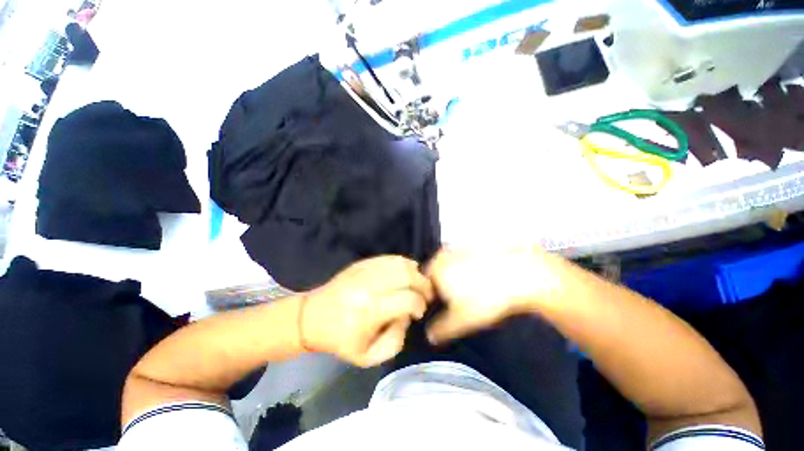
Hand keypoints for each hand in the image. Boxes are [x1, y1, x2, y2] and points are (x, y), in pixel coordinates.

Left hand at [301, 256, 434, 366]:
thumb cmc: (339, 340)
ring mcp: (364, 271)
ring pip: (399, 263)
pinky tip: (405, 272)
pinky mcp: (361, 263)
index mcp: (370, 310)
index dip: (420, 304)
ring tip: (417, 282)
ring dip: (414, 272)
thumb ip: (395, 341)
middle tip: (425, 294)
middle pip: (407, 275)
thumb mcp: (368, 356)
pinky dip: (402, 263)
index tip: (419, 311)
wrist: (311, 317)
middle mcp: (369, 286)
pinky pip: (388, 258)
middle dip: (423, 284)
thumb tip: (406, 317)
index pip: (408, 299)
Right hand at [425, 247, 562, 343]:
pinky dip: (469, 272)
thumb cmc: (485, 297)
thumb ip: (441, 329)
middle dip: (442, 289)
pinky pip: (466, 263)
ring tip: (473, 294)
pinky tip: (484, 282)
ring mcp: (461, 249)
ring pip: (451, 268)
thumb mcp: (461, 321)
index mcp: (435, 269)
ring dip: (456, 280)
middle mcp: (444, 255)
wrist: (522, 274)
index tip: (442, 309)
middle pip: (436, 275)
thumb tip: (429, 335)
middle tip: (457, 303)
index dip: (431, 299)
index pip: (423, 285)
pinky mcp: (476, 248)